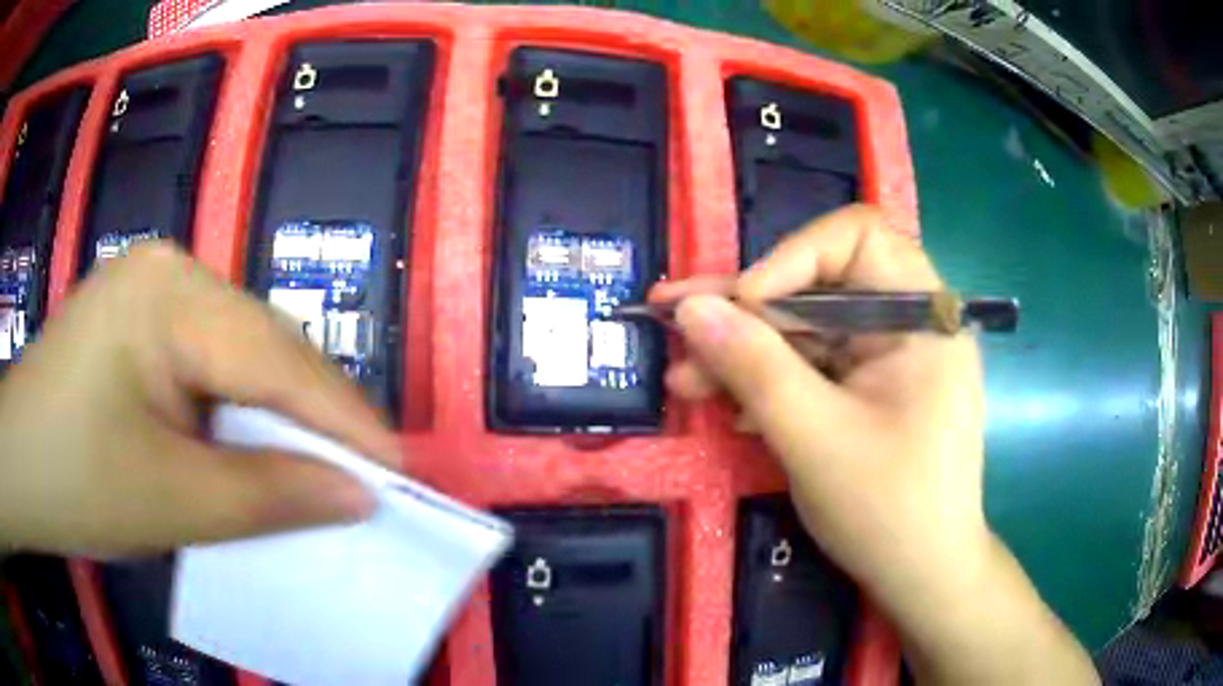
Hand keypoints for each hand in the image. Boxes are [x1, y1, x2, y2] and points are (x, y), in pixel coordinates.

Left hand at [0, 242, 400, 555]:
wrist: (18, 465)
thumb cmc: (75, 482)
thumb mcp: (172, 501)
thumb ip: (268, 495)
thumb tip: (356, 496)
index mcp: (171, 294)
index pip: (276, 358)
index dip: (342, 419)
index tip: (399, 471)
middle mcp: (171, 270)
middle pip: (264, 345)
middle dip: (312, 417)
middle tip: (358, 478)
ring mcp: (154, 286)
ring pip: (241, 351)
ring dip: (276, 413)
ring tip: (310, 466)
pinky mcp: (141, 314)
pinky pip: (211, 357)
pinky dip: (238, 406)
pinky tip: (247, 440)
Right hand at [654, 205, 1095, 684]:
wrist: (922, 576)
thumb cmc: (888, 510)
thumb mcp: (814, 438)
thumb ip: (753, 367)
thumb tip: (691, 309)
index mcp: (922, 317)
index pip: (858, 237)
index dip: (792, 258)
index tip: (741, 305)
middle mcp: (908, 324)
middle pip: (820, 285)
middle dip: (745, 309)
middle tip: (673, 319)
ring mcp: (888, 359)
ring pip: (808, 330)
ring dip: (745, 350)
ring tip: (683, 377)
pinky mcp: (870, 390)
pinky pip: (815, 367)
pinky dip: (769, 381)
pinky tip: (726, 403)